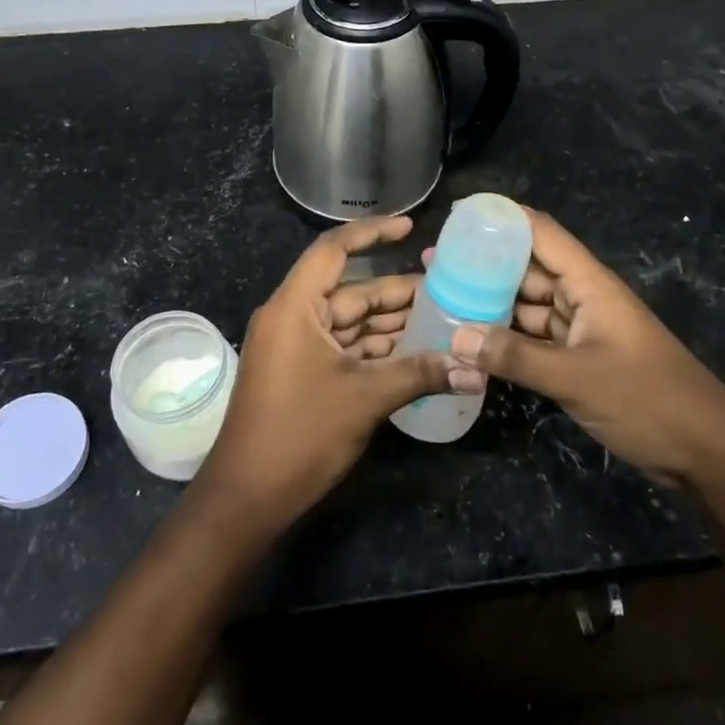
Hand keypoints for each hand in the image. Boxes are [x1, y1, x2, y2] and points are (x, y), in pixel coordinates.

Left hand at [196, 216, 448, 529]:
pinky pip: (344, 347)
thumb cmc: (299, 434)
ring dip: (391, 323)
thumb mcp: (364, 399)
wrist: (248, 497)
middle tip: (448, 290)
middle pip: (350, 291)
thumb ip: (420, 374)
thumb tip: (476, 369)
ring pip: (350, 322)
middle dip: (397, 292)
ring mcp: (295, 347)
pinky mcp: (302, 372)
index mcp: (294, 307)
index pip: (332, 251)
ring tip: (442, 319)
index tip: (409, 227)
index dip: (371, 233)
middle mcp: (292, 317)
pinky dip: (376, 348)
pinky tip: (415, 352)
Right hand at [444, 208, 724, 485]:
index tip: (456, 215)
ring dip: (490, 302)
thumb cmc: (647, 400)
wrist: (708, 454)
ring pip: (527, 304)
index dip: (501, 217)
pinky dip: (506, 337)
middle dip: (483, 263)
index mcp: (589, 283)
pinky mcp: (579, 359)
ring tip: (442, 297)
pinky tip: (472, 340)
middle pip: (527, 267)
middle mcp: (582, 297)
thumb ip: (514, 357)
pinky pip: (534, 337)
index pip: (540, 232)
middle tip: (433, 263)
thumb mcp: (576, 378)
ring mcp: (581, 329)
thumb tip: (454, 338)